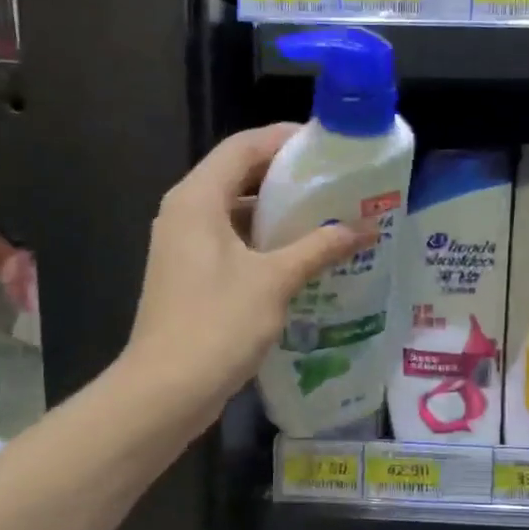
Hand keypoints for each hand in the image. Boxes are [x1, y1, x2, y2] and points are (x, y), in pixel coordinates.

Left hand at [126, 125, 372, 424]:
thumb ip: (318, 248)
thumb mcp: (274, 281)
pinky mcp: (192, 275)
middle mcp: (186, 213)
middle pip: (239, 176)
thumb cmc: (217, 324)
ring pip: (237, 212)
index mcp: (197, 199)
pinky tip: (303, 257)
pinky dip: (266, 242)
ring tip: (329, 217)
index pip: (243, 147)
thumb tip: (362, 229)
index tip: (328, 145)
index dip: (284, 139)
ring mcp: (185, 246)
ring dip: (279, 213)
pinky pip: (233, 242)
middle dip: (287, 177)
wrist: (166, 390)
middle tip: (336, 182)